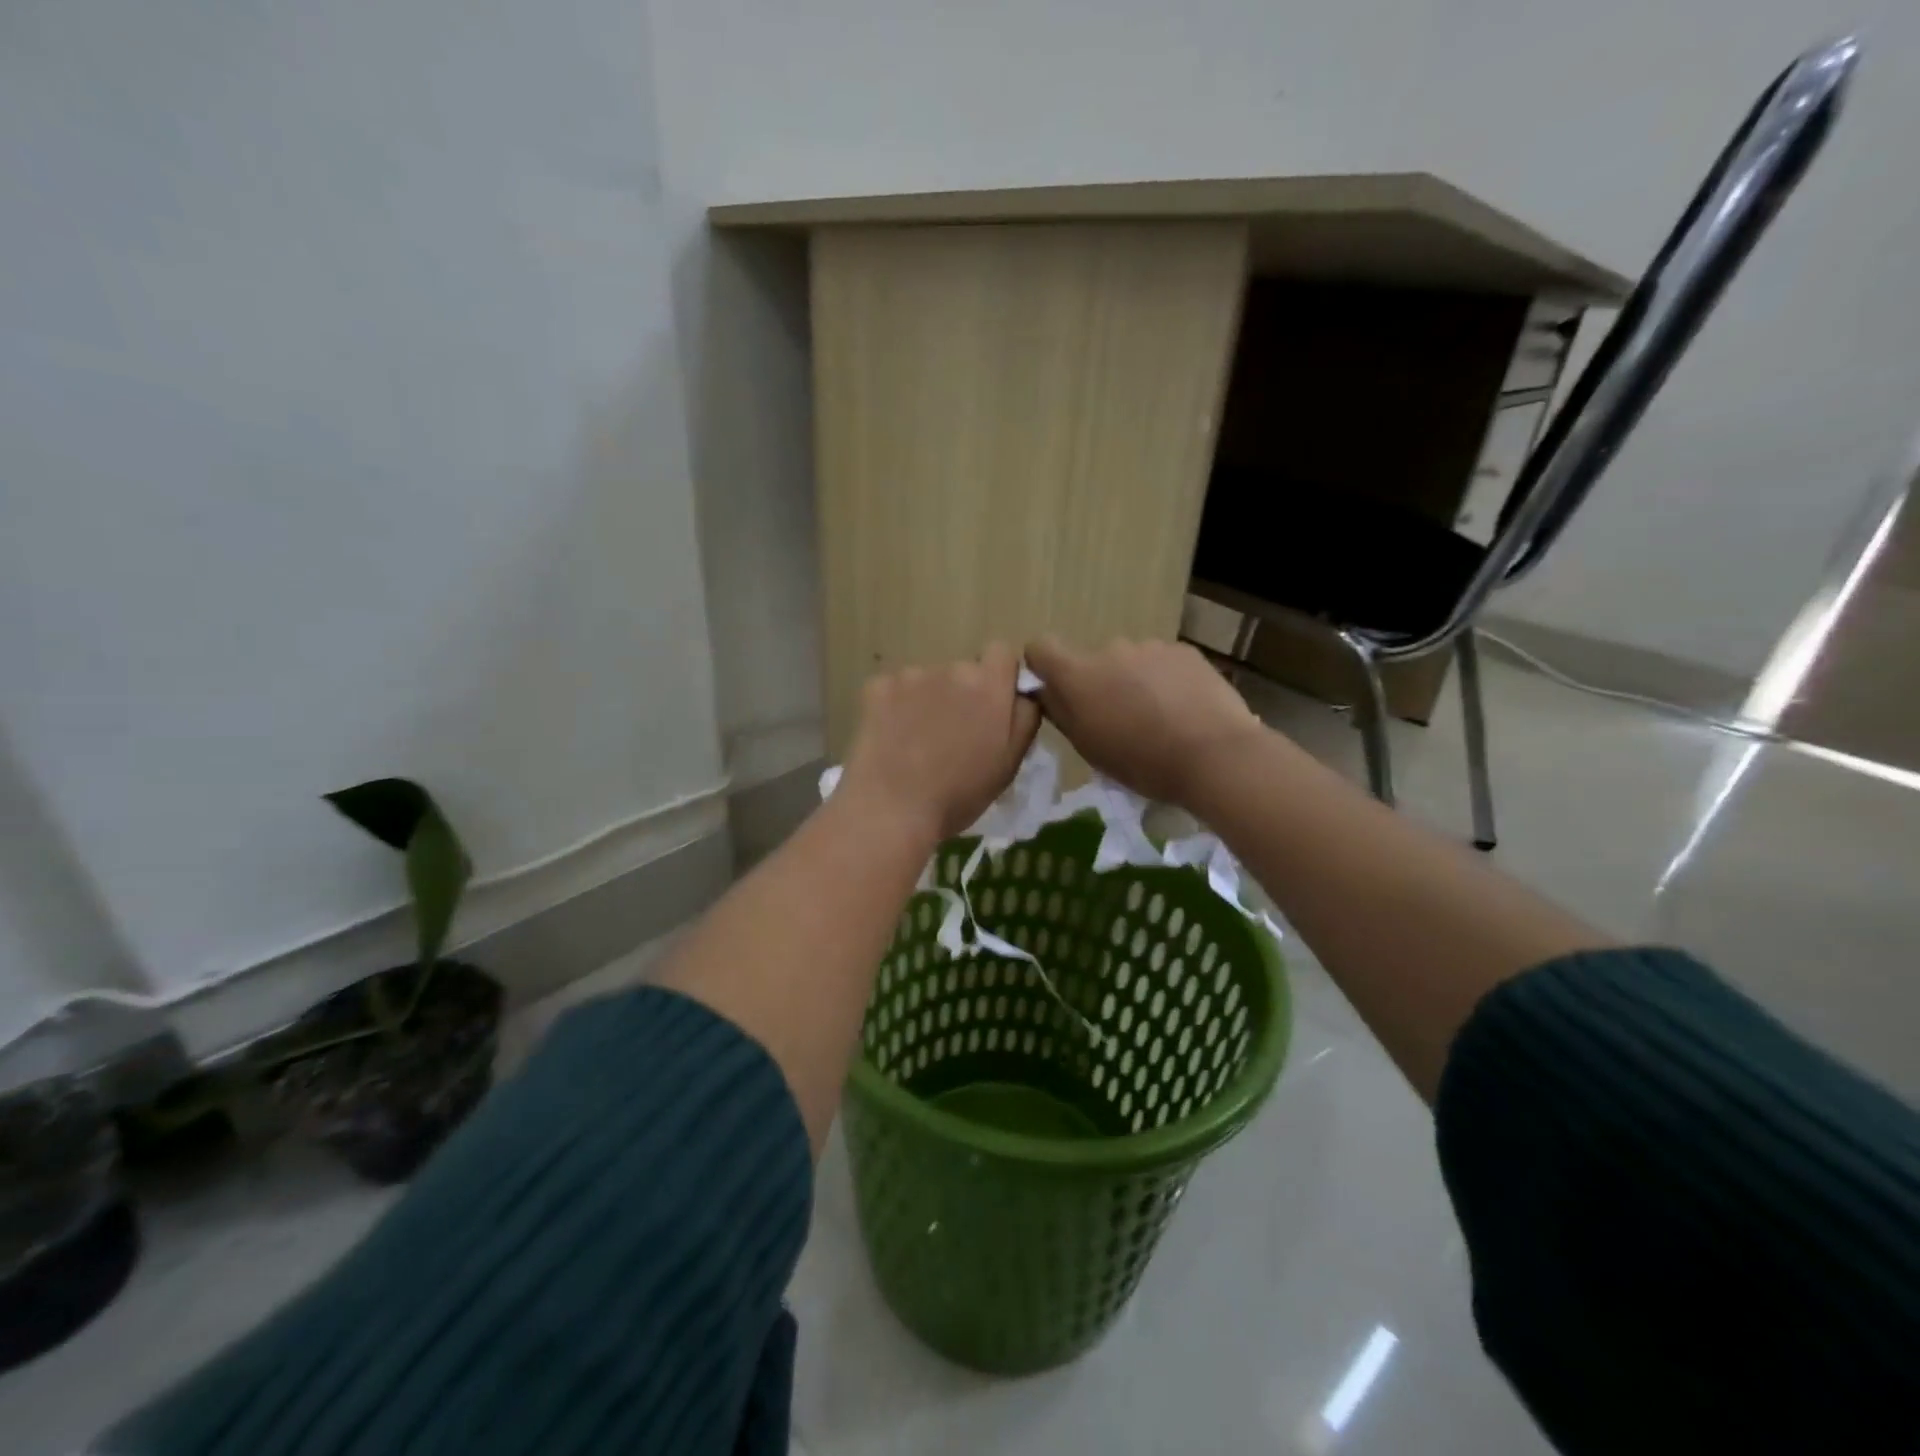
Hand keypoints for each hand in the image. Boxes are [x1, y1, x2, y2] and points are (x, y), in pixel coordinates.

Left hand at [838, 643, 1041, 845]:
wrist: (892, 810)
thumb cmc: (959, 794)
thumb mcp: (1010, 762)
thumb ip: (1025, 717)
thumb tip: (1022, 692)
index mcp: (989, 685)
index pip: (1002, 653)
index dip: (1000, 677)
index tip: (992, 708)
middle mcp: (952, 668)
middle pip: (964, 670)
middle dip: (963, 694)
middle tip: (953, 736)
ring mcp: (910, 675)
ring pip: (929, 680)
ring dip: (929, 700)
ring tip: (919, 742)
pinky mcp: (877, 687)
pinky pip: (895, 689)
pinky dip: (896, 707)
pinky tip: (892, 739)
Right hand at [1025, 636, 1267, 806]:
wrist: (1215, 754)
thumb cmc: (1142, 761)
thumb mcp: (1089, 748)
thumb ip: (1062, 713)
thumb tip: (1048, 692)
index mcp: (1078, 675)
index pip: (1040, 648)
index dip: (1043, 666)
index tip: (1056, 690)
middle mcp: (1110, 649)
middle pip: (1092, 661)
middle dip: (1100, 684)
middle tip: (1121, 720)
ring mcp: (1150, 646)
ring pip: (1130, 662)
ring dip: (1134, 682)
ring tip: (1159, 718)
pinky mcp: (1184, 651)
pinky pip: (1163, 662)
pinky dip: (1166, 680)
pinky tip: (1185, 709)